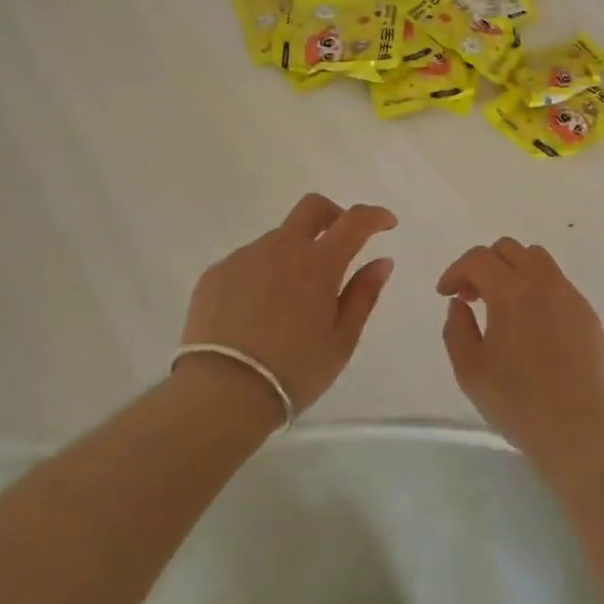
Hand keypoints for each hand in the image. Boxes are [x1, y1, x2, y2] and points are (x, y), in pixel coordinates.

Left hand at [179, 194, 395, 414]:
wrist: (220, 395)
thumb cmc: (293, 372)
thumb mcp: (341, 341)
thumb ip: (363, 295)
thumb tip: (382, 261)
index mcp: (319, 263)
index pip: (354, 221)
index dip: (374, 216)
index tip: (387, 223)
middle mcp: (282, 247)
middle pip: (312, 208)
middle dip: (332, 215)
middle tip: (338, 242)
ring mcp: (245, 256)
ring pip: (277, 240)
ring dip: (292, 255)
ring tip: (289, 301)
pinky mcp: (216, 273)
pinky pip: (248, 262)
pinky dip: (261, 275)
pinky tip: (256, 312)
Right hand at [438, 238, 603, 469]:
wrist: (579, 430)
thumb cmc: (518, 402)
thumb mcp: (470, 371)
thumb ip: (456, 329)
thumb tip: (460, 304)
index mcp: (511, 291)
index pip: (478, 259)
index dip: (456, 270)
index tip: (446, 293)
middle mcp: (542, 282)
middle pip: (509, 249)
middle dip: (484, 265)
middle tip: (472, 297)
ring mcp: (569, 295)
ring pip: (537, 259)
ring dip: (513, 270)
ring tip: (504, 305)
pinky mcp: (587, 314)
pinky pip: (558, 284)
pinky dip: (538, 290)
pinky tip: (533, 325)